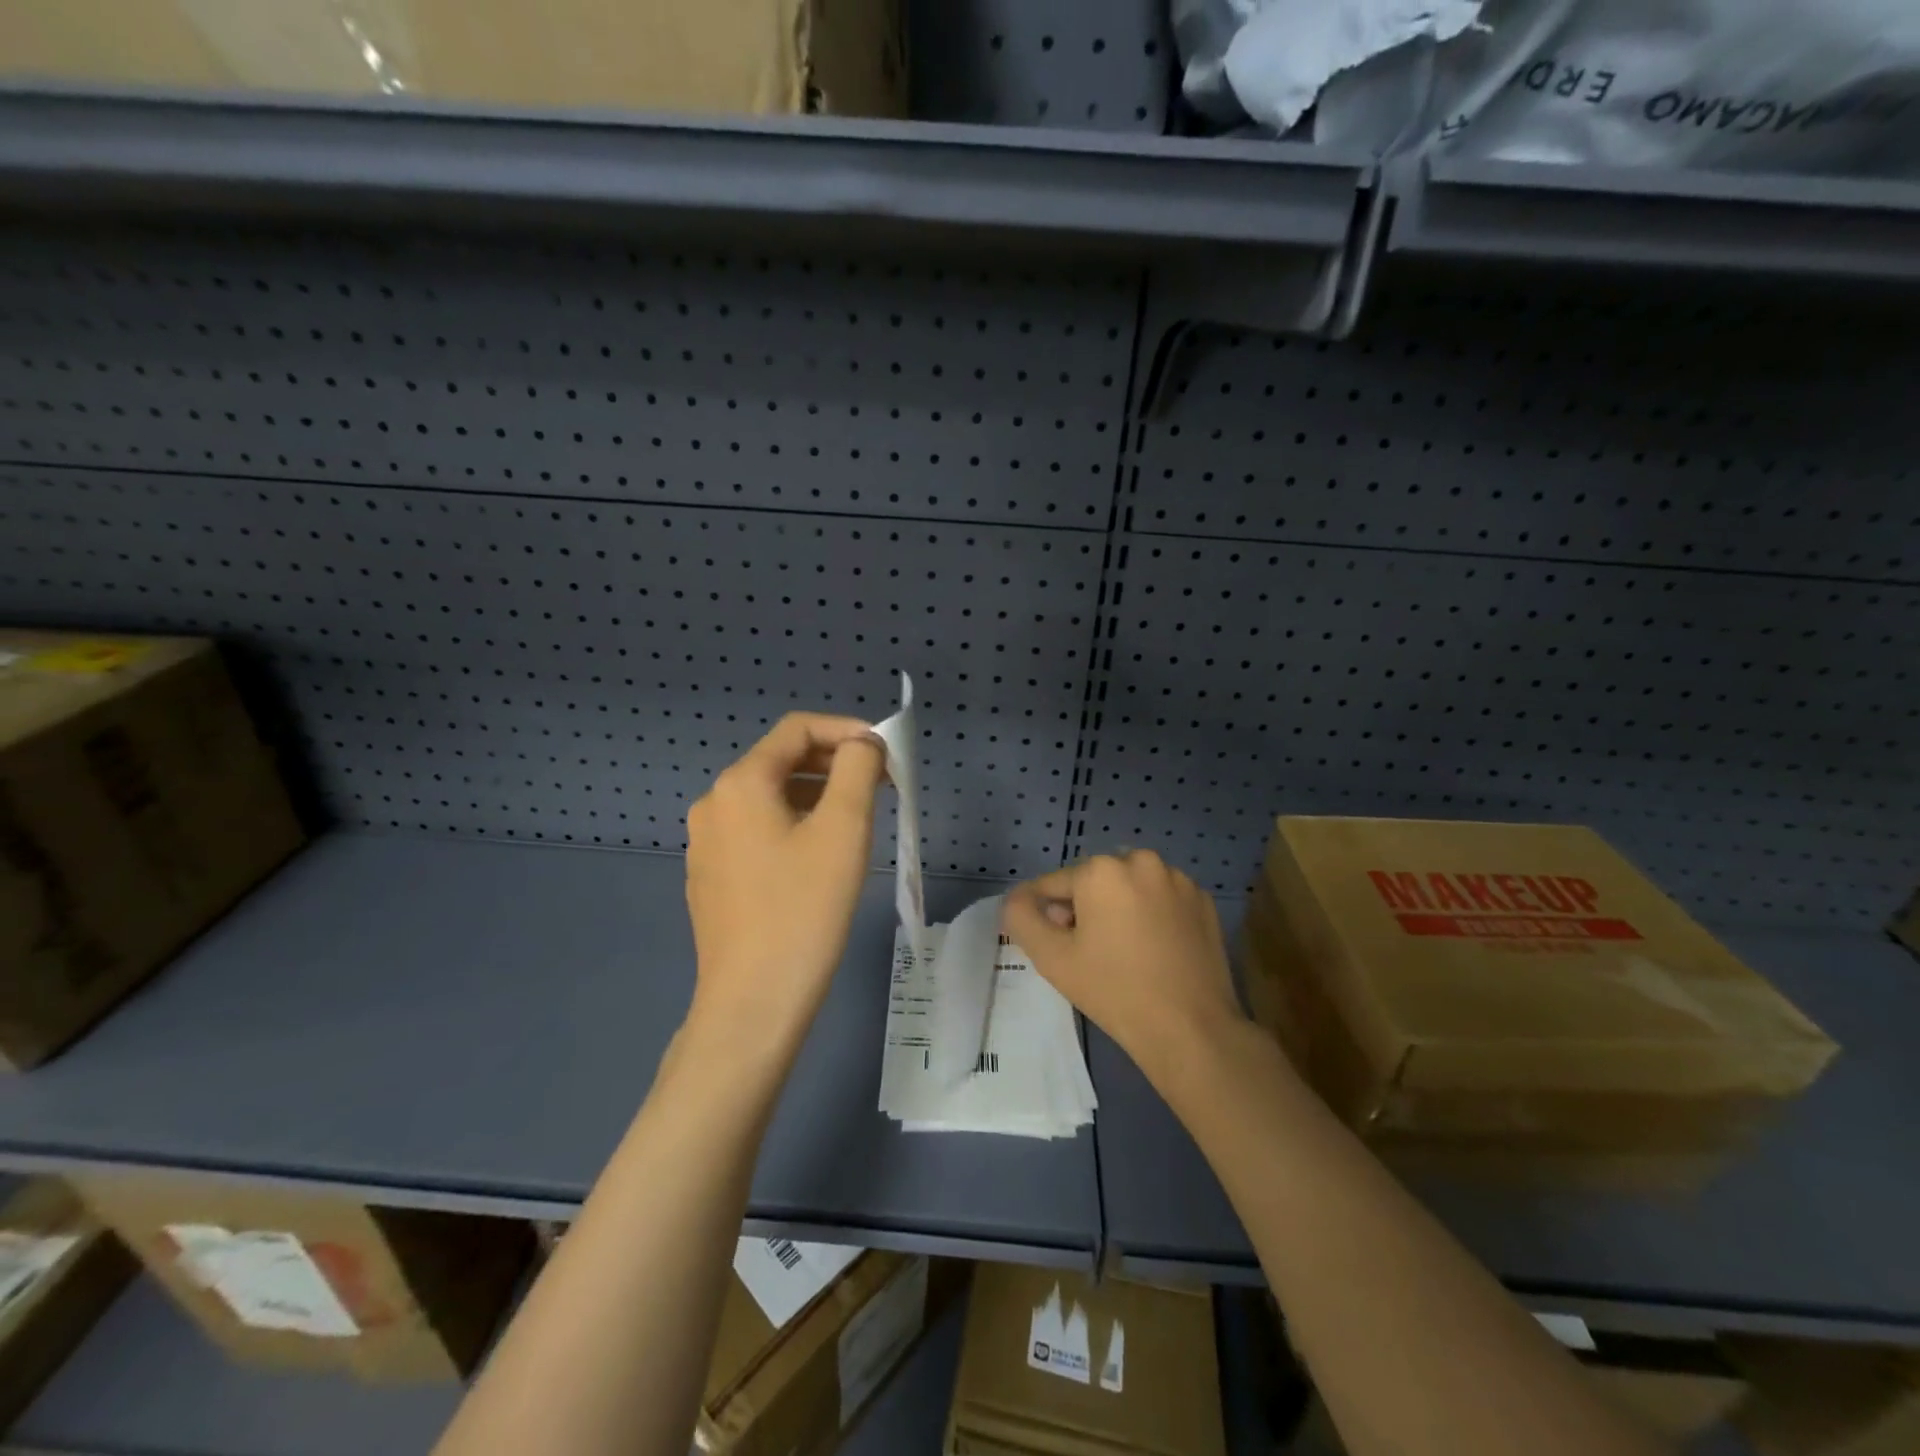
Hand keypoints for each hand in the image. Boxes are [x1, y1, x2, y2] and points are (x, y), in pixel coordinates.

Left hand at [684, 714, 885, 1058]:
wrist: (753, 1002)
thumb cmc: (804, 909)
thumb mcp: (844, 829)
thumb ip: (858, 769)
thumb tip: (863, 744)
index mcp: (741, 783)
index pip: (796, 729)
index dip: (846, 730)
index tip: (885, 751)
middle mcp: (714, 803)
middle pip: (781, 761)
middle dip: (834, 763)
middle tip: (881, 784)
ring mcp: (706, 843)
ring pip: (770, 798)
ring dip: (817, 795)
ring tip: (859, 818)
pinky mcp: (711, 877)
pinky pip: (757, 832)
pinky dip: (794, 826)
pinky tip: (821, 857)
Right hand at [1002, 850, 1246, 1081]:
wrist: (1191, 1029)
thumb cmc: (1114, 990)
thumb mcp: (1052, 958)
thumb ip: (1021, 918)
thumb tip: (1016, 899)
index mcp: (1102, 870)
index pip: (1054, 884)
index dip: (1045, 914)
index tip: (1051, 944)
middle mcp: (1141, 861)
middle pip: (1094, 881)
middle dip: (1083, 907)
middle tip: (1085, 952)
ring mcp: (1178, 879)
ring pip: (1130, 887)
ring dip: (1118, 907)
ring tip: (1121, 951)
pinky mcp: (1203, 900)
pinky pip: (1162, 898)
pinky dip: (1151, 914)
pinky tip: (1153, 950)